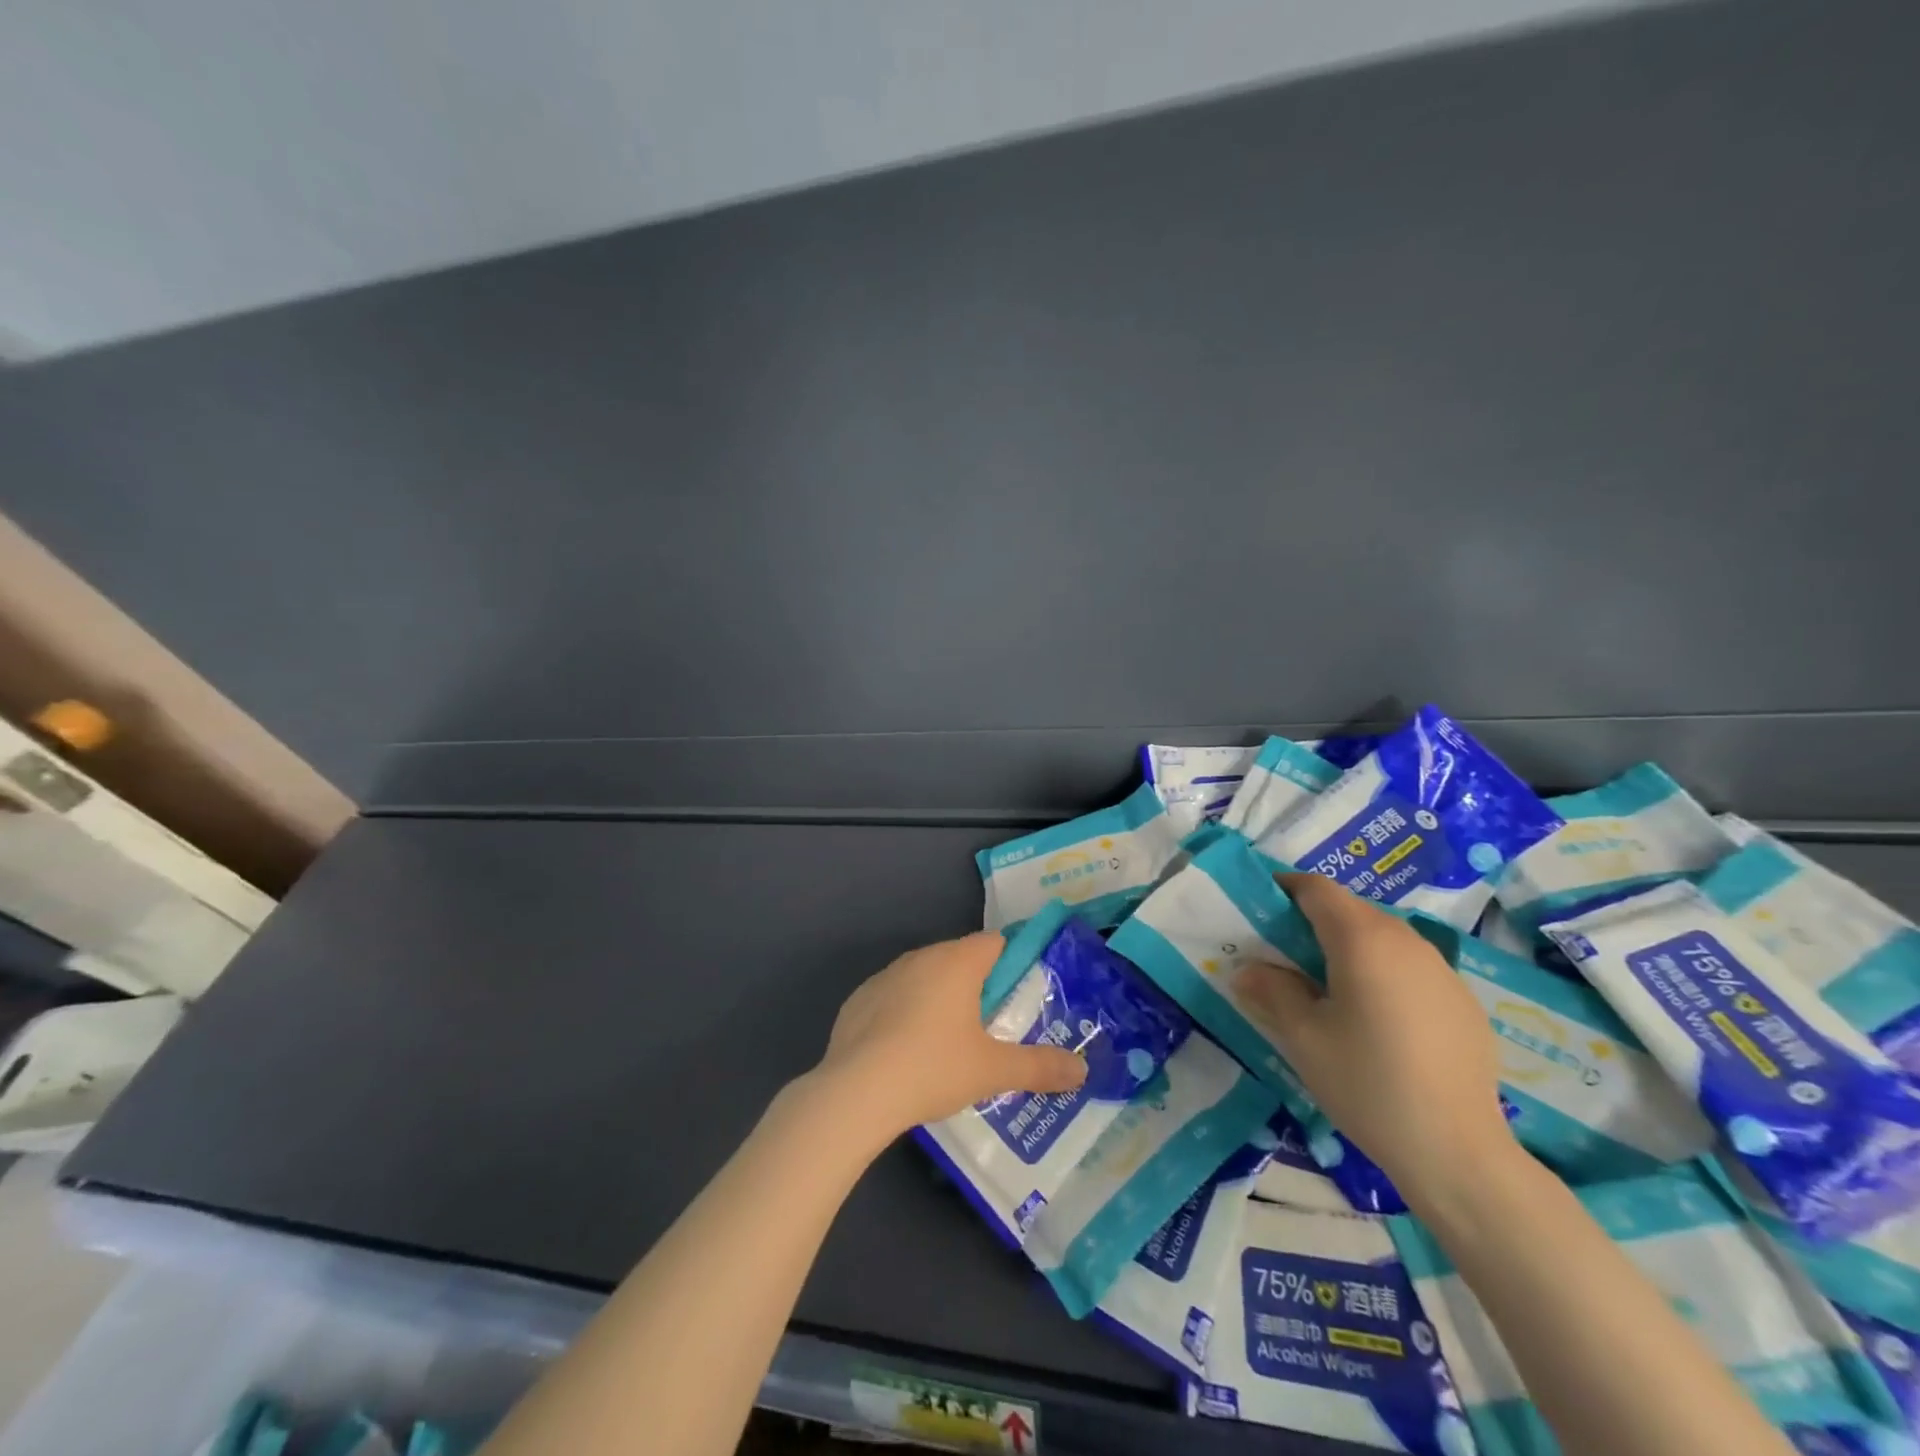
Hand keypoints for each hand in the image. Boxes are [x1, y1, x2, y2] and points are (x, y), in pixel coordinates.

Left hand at [814, 932, 1086, 1136]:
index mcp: (957, 962)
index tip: (1021, 996)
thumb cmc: (933, 1067)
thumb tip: (1082, 1070)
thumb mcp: (993, 1071)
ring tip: (950, 1045)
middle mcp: (921, 957)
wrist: (855, 1091)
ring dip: (940, 999)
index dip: (1012, 963)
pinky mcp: (858, 1000)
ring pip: (924, 978)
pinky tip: (906, 1054)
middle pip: (959, 959)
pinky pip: (893, 998)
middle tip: (992, 1028)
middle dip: (978, 986)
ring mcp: (884, 976)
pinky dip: (904, 1015)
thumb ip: (1040, 1067)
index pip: (994, 943)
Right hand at [1236, 873, 1516, 1205]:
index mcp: (1362, 939)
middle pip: (1350, 909)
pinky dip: (1382, 972)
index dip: (1285, 888)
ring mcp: (1441, 969)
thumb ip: (1271, 990)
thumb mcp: (1302, 1037)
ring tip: (1328, 988)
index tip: (1259, 907)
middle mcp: (1405, 940)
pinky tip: (1377, 1020)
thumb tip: (1247, 969)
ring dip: (1349, 946)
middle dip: (1313, 919)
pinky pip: (1410, 966)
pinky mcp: (1462, 1000)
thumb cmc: (1367, 1084)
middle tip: (1283, 954)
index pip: (1317, 888)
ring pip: (1382, 936)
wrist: (1458, 1153)